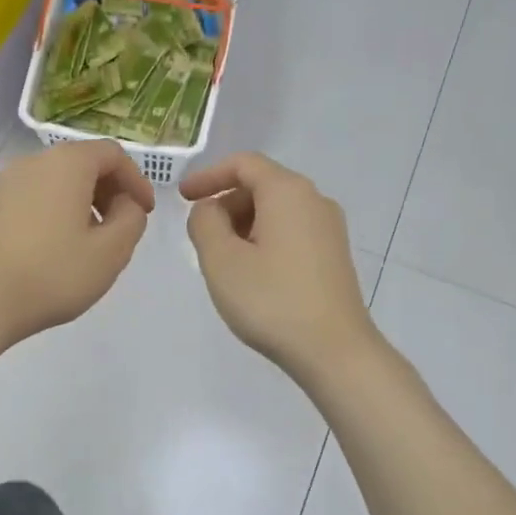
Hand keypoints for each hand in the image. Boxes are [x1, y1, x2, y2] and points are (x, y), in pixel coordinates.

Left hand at [0, 140, 155, 348]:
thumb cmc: (52, 274)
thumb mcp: (110, 252)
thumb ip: (131, 219)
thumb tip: (125, 203)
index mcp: (66, 164)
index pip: (112, 154)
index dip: (136, 180)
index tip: (145, 212)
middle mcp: (33, 162)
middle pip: (81, 163)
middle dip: (108, 190)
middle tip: (120, 226)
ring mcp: (4, 184)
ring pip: (55, 182)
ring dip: (81, 203)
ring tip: (89, 241)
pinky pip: (32, 199)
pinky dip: (53, 212)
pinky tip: (54, 249)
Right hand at [181, 153, 378, 382]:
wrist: (334, 350)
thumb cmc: (271, 300)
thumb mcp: (221, 260)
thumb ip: (205, 223)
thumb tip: (209, 210)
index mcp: (288, 192)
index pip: (244, 164)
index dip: (208, 175)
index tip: (182, 197)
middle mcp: (314, 201)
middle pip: (261, 186)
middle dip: (225, 205)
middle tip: (200, 239)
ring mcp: (329, 229)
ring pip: (276, 212)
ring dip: (243, 226)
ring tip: (223, 262)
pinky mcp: (333, 256)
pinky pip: (291, 233)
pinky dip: (264, 240)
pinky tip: (251, 275)